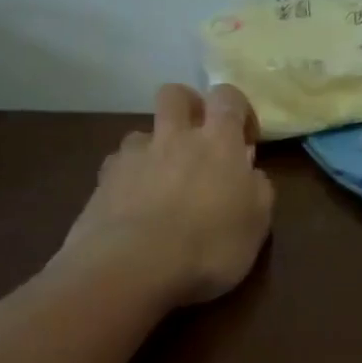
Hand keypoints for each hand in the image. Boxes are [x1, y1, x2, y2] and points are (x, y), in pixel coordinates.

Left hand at [58, 83, 274, 306]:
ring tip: (160, 182)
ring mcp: (133, 156)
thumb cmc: (209, 246)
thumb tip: (251, 175)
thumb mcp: (256, 226)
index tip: (244, 139)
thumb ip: (258, 191)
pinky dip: (128, 179)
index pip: (228, 97)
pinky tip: (132, 207)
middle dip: (188, 107)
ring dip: (154, 149)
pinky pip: (117, 166)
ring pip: (142, 132)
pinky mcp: (103, 180)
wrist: (132, 267)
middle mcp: (174, 137)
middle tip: (197, 138)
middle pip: (175, 95)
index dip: (237, 109)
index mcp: (218, 142)